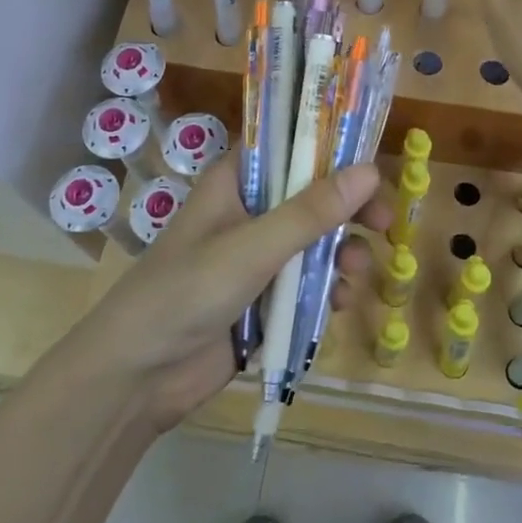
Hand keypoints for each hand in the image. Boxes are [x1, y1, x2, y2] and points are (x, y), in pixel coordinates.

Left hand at [84, 155, 390, 430]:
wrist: (137, 376)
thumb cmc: (188, 292)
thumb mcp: (253, 247)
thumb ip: (311, 212)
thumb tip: (370, 171)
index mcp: (235, 181)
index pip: (289, 147)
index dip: (331, 149)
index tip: (372, 162)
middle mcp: (248, 211)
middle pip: (311, 196)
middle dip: (348, 210)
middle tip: (384, 223)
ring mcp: (255, 256)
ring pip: (313, 241)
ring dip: (341, 253)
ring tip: (357, 272)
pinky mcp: (262, 297)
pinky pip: (305, 283)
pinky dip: (325, 289)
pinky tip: (337, 304)